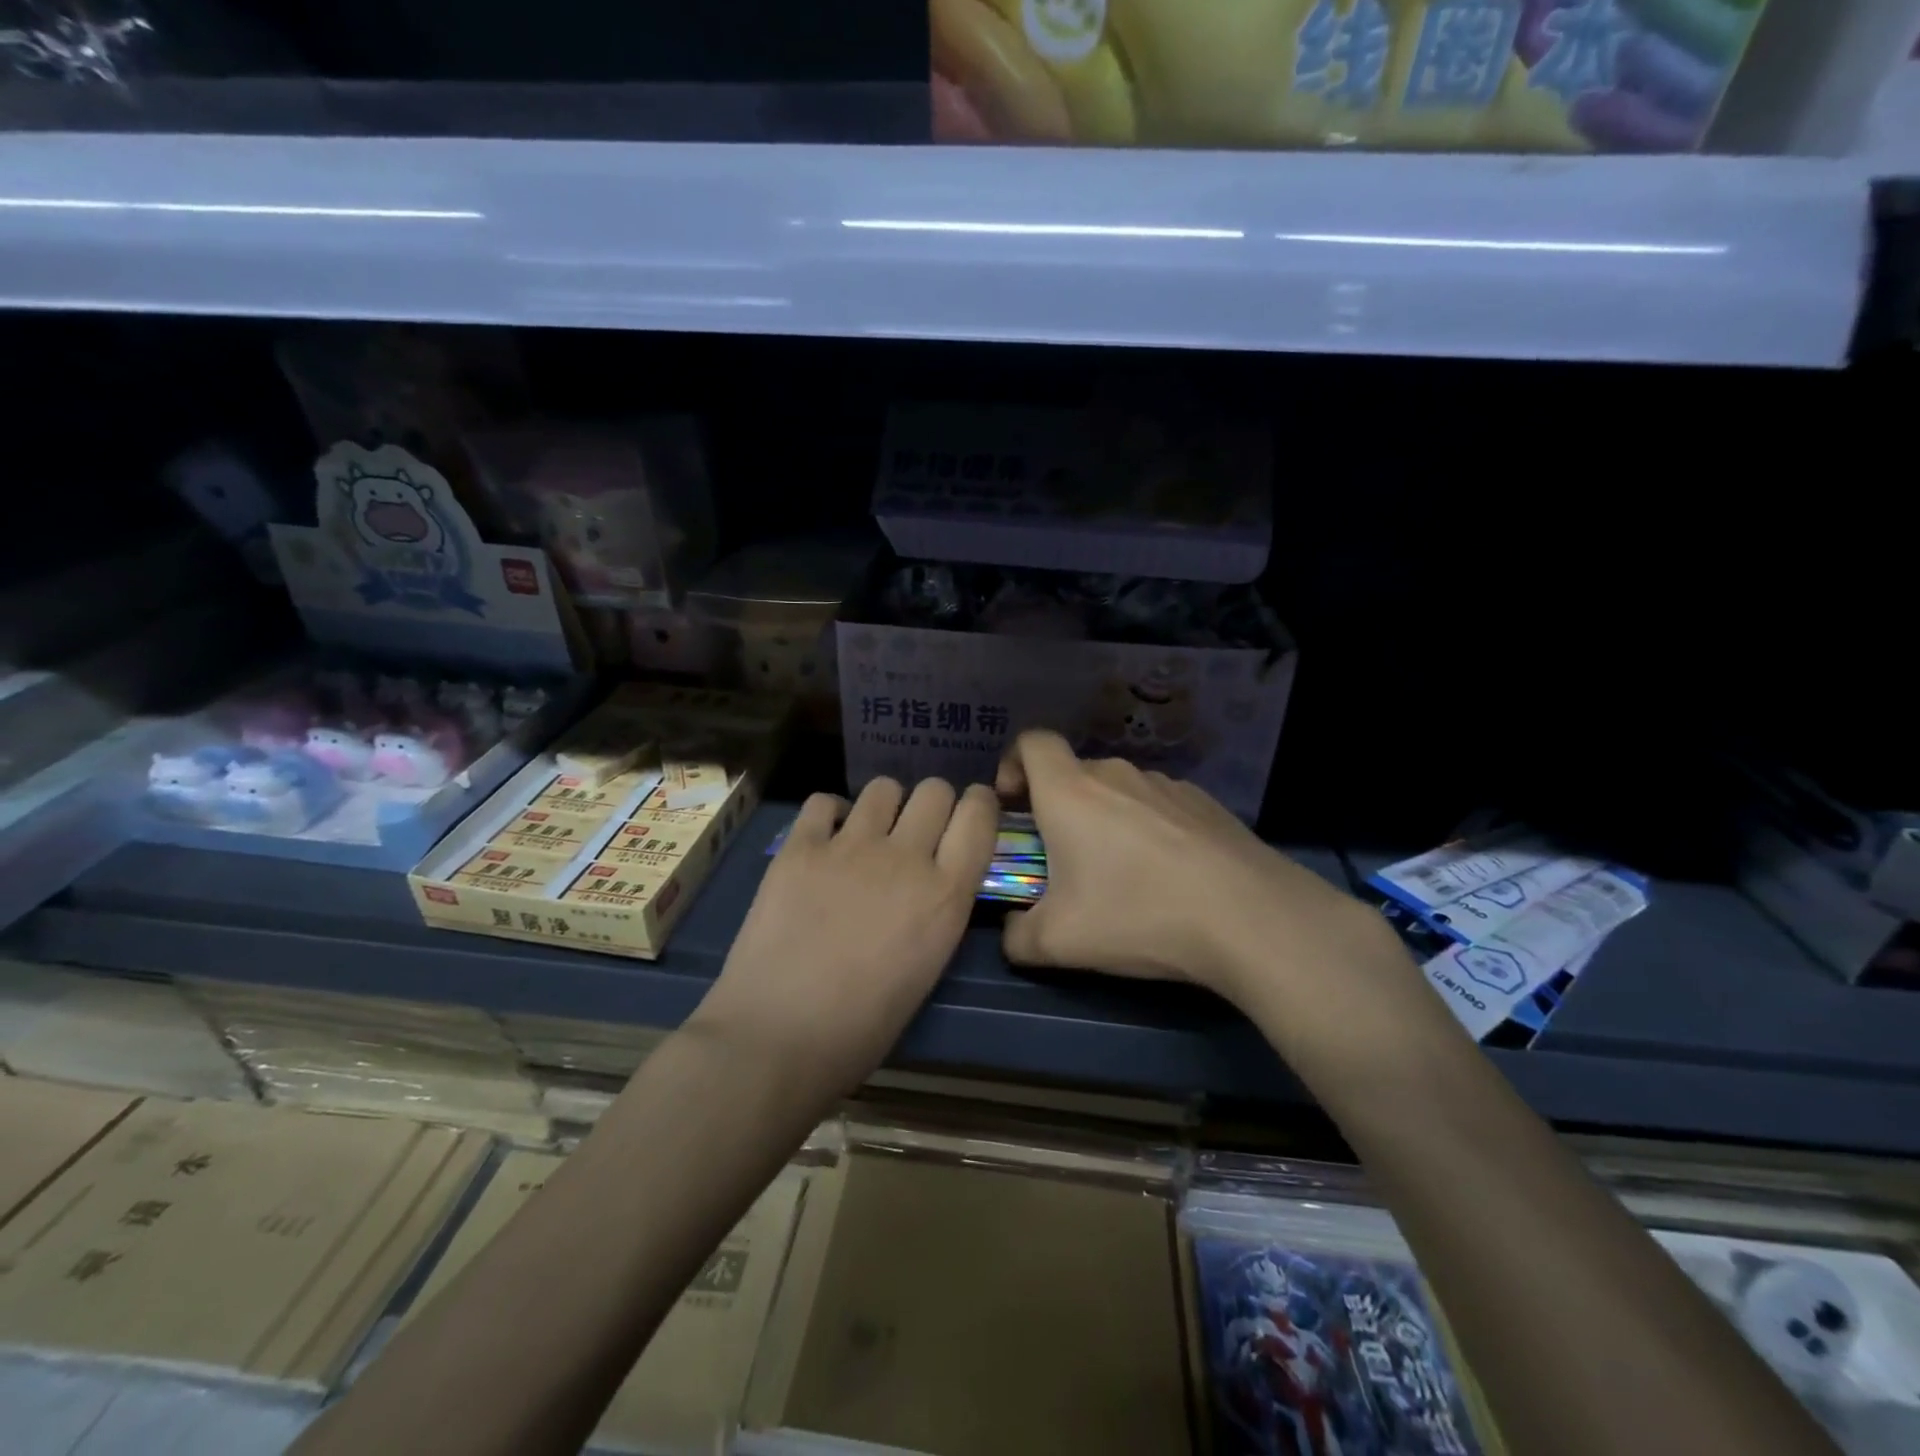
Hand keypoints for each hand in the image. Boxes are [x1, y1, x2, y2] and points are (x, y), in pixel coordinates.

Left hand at [693, 777, 998, 1090]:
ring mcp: (849, 847)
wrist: (778, 1037)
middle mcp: (905, 857)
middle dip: (933, 804)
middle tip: (917, 831)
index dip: (979, 805)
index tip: (970, 811)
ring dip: (885, 806)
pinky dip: (830, 815)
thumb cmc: (861, 1029)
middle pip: (934, 790)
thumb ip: (937, 911)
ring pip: (883, 788)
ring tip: (870, 834)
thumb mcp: (927, 969)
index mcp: (945, 895)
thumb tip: (929, 884)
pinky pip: (823, 802)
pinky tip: (824, 841)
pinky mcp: (799, 848)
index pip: (979, 816)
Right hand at [996, 731, 1393, 1014]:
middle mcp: (1116, 774)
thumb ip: (1017, 936)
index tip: (1014, 805)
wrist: (1248, 916)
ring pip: (1118, 790)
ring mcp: (1166, 784)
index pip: (1031, 742)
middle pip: (1074, 772)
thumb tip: (1013, 932)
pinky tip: (1169, 876)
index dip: (1013, 764)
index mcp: (1070, 791)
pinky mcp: (1205, 802)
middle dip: (1058, 807)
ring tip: (1121, 874)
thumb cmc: (1137, 915)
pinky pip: (1159, 806)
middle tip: (1062, 858)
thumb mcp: (1058, 943)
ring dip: (1105, 819)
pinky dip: (1149, 829)